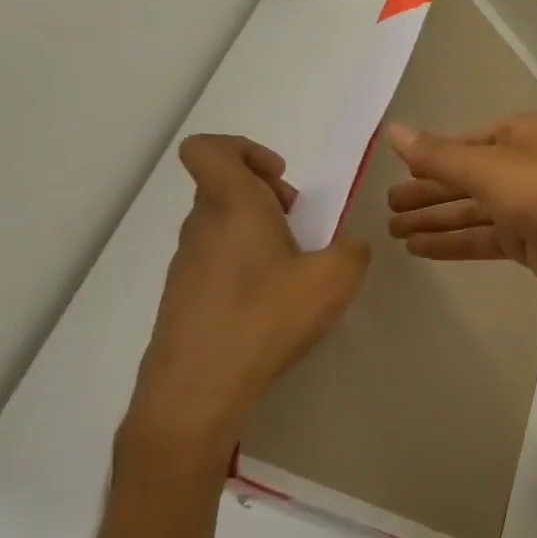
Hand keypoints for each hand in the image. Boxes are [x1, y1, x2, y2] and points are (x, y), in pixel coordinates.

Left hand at [124, 135, 368, 478]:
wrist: (198, 388)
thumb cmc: (267, 318)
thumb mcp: (335, 279)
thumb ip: (352, 251)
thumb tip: (349, 246)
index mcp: (233, 207)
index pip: (209, 149)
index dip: (244, 150)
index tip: (280, 179)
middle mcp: (202, 227)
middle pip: (224, 187)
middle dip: (267, 197)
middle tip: (301, 227)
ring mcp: (187, 264)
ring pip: (222, 226)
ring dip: (259, 234)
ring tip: (293, 272)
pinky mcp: (183, 298)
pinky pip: (217, 262)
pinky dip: (246, 268)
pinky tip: (271, 305)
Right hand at [386, 113, 536, 305]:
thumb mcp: (489, 169)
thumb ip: (439, 156)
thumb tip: (392, 131)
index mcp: (520, 135)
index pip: (463, 143)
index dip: (429, 158)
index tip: (391, 173)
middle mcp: (524, 166)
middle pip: (465, 178)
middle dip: (426, 193)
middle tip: (384, 208)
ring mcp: (528, 207)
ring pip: (471, 210)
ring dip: (435, 220)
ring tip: (392, 232)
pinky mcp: (530, 242)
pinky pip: (483, 238)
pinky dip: (454, 243)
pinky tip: (420, 249)